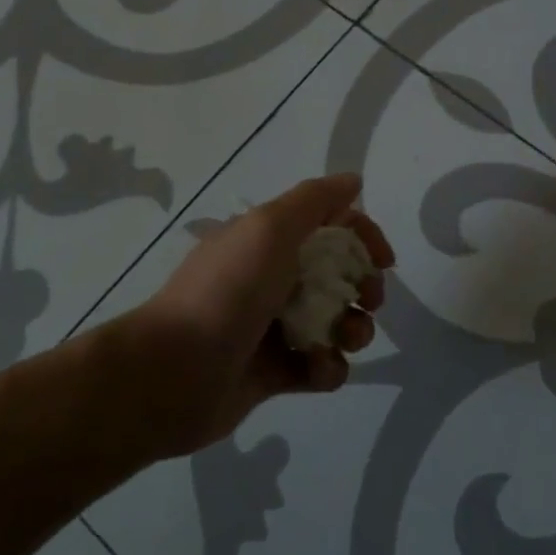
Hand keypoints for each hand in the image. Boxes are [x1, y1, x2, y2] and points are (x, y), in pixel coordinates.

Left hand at [106, 173, 394, 459]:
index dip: (363, 237)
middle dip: (364, 288)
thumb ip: (314, 200)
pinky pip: (319, 367)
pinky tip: (318, 369)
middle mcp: (272, 279)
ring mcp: (273, 327)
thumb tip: (353, 180)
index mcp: (268, 241)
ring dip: (353, 330)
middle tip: (368, 302)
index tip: (384, 262)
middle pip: (339, 276)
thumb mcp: (269, 228)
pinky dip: (328, 368)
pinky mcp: (273, 373)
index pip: (330, 226)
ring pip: (335, 323)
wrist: (172, 374)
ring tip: (345, 340)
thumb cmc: (227, 291)